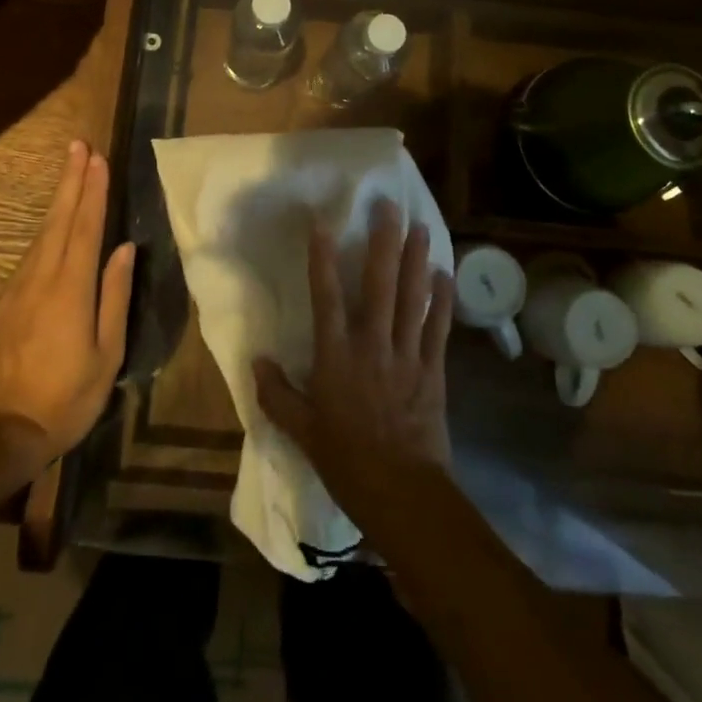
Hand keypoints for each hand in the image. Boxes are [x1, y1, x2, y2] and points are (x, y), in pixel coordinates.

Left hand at [0, 141, 135, 478]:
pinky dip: (46, 232)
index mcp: (70, 289)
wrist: (0, 431)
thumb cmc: (66, 397)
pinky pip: (30, 256)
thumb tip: (125, 249)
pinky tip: (54, 228)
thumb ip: (115, 296)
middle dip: (70, 180)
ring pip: (41, 234)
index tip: (97, 158)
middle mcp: (41, 278)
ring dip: (58, 200)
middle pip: (58, 219)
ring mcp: (17, 288)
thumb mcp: (106, 354)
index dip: (93, 191)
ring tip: (70, 172)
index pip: (85, 227)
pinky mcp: (3, 302)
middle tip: (78, 146)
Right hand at [254, 201, 454, 523]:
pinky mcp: (432, 370)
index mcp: (336, 357)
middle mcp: (372, 345)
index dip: (323, 258)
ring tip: (420, 227)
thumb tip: (257, 362)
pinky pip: (438, 327)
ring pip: (412, 298)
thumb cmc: (347, 462)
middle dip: (384, 243)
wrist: (403, 494)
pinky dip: (441, 300)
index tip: (324, 222)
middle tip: (389, 207)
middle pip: (378, 285)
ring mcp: (406, 355)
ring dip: (416, 260)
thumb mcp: (302, 432)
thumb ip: (277, 395)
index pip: (327, 297)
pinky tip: (444, 274)